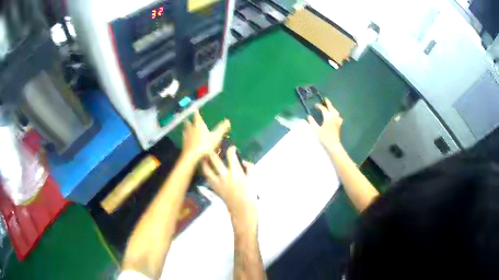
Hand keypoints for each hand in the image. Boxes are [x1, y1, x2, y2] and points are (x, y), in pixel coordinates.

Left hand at [182, 110, 230, 161]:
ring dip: (186, 128)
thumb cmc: (205, 145)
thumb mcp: (216, 136)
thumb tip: (228, 120)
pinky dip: (186, 137)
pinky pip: (185, 138)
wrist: (192, 156)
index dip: (196, 112)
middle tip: (189, 118)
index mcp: (199, 124)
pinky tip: (187, 139)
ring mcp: (186, 136)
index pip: (197, 116)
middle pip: (189, 122)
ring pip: (186, 130)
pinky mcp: (184, 144)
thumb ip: (222, 128)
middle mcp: (191, 128)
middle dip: (189, 120)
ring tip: (187, 127)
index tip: (195, 109)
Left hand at [202, 146, 256, 225]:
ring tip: (204, 158)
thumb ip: (250, 168)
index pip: (231, 155)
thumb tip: (244, 162)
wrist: (242, 209)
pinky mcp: (214, 188)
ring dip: (204, 162)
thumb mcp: (253, 179)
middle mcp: (224, 174)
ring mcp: (218, 182)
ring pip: (206, 169)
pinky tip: (206, 171)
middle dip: (212, 151)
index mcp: (235, 171)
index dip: (231, 149)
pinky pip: (207, 178)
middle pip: (214, 159)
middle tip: (212, 149)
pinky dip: (206, 173)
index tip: (232, 148)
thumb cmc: (250, 194)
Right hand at [307, 98, 343, 151]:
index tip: (315, 105)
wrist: (333, 144)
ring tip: (329, 107)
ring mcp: (337, 120)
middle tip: (325, 99)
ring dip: (332, 108)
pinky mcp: (339, 124)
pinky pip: (338, 116)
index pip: (323, 108)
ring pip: (335, 111)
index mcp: (328, 116)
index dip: (319, 106)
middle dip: (328, 103)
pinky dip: (336, 114)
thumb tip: (308, 116)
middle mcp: (333, 116)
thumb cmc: (324, 137)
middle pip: (331, 107)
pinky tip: (335, 116)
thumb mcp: (316, 130)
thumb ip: (312, 122)